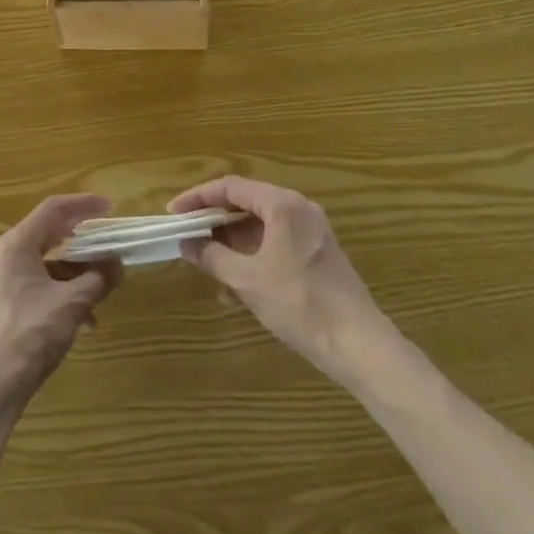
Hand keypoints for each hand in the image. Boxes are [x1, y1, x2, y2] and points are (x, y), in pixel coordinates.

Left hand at [0, 194, 122, 416]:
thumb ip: (96, 279)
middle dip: (83, 242)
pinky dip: (64, 295)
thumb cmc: (28, 335)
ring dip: (77, 274)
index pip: (54, 208)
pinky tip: (86, 322)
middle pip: (50, 235)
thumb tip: (116, 264)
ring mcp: (4, 282)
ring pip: (48, 265)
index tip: (109, 207)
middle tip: (109, 243)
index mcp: (18, 244)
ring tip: (104, 291)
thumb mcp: (70, 304)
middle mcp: (8, 255)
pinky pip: (40, 288)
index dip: (83, 204)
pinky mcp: (5, 307)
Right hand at [170, 176, 384, 384]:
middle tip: (188, 236)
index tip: (174, 213)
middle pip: (246, 204)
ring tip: (208, 266)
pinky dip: (253, 258)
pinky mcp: (318, 255)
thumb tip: (185, 243)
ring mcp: (311, 232)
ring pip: (260, 227)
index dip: (198, 197)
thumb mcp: (248, 281)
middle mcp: (298, 209)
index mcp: (282, 204)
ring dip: (232, 244)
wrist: (360, 346)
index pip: (230, 187)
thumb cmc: (301, 304)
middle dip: (214, 222)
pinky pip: (276, 245)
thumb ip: (212, 257)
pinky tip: (236, 289)